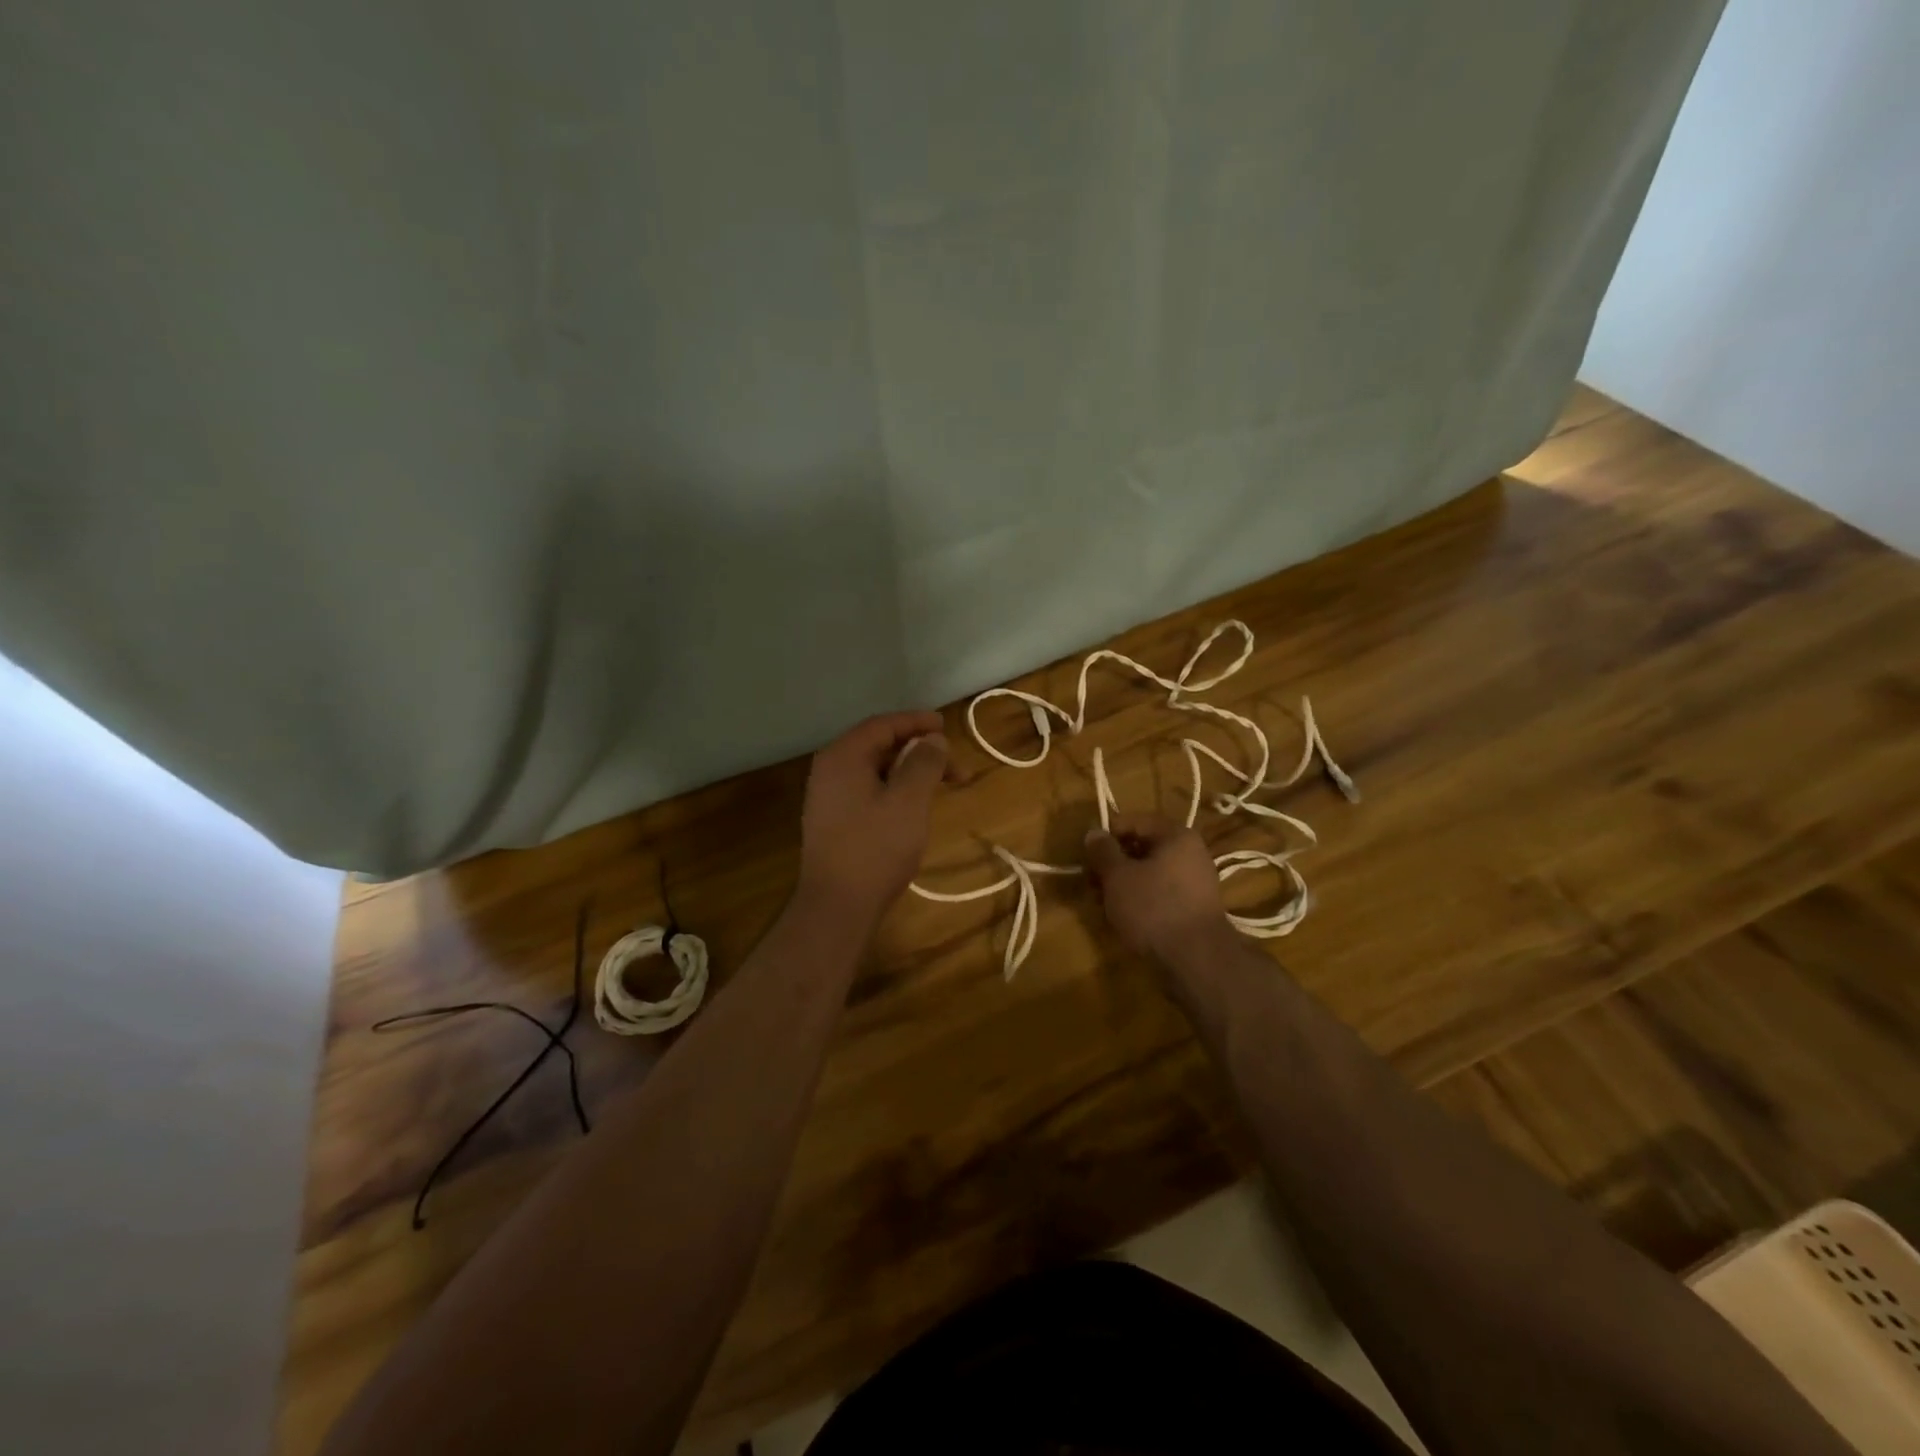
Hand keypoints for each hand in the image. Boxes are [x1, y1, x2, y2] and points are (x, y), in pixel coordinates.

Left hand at [797, 711, 950, 926]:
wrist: (837, 906)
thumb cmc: (875, 848)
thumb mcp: (908, 800)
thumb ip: (923, 762)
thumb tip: (932, 739)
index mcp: (843, 757)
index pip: (882, 725)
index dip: (916, 722)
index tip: (946, 728)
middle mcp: (829, 771)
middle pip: (878, 746)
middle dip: (917, 750)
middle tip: (952, 765)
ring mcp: (828, 798)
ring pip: (874, 771)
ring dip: (908, 772)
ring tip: (940, 786)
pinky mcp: (833, 822)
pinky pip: (867, 791)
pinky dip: (894, 790)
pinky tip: (913, 807)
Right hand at [1083, 812, 1231, 961]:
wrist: (1197, 960)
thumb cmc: (1154, 908)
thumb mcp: (1118, 876)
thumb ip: (1103, 851)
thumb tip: (1094, 832)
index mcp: (1176, 835)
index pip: (1132, 822)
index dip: (1105, 836)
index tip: (1086, 856)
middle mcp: (1191, 852)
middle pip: (1141, 847)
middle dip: (1113, 864)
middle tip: (1091, 883)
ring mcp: (1195, 881)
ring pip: (1149, 872)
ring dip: (1124, 884)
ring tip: (1103, 904)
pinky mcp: (1194, 907)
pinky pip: (1160, 892)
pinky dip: (1140, 899)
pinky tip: (1124, 917)